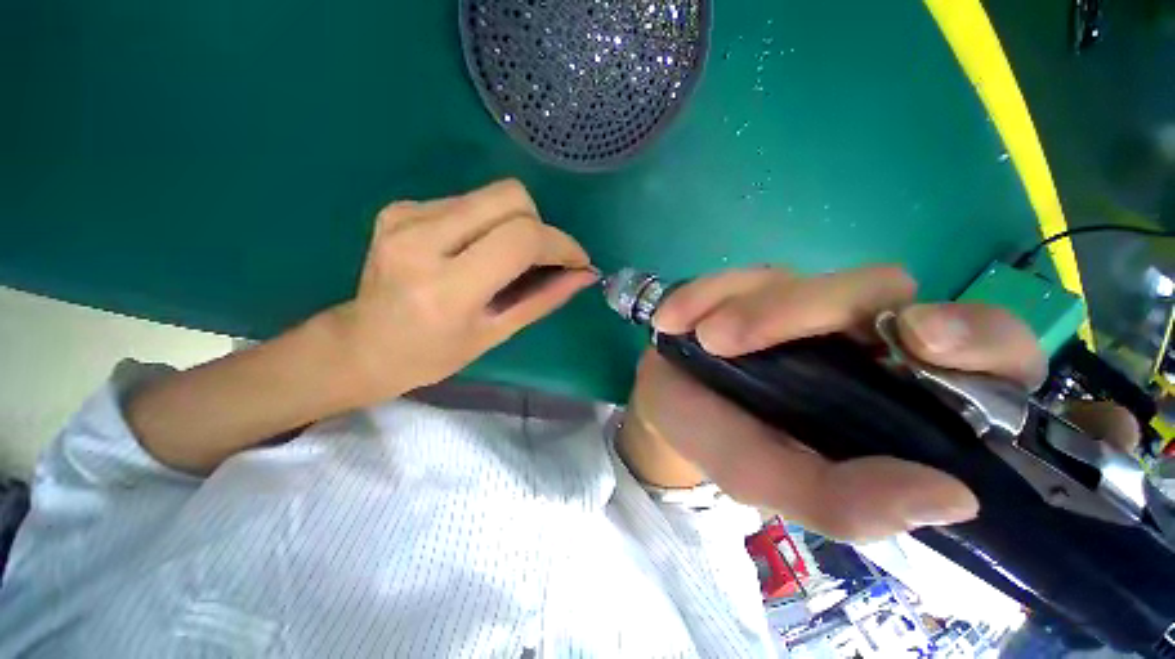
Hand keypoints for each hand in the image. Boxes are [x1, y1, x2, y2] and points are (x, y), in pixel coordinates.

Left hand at [323, 179, 596, 405]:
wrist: (363, 345)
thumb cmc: (434, 354)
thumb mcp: (497, 333)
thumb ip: (545, 299)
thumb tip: (585, 274)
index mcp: (447, 287)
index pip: (520, 239)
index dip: (560, 244)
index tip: (577, 260)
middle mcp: (421, 239)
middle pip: (510, 197)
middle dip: (539, 225)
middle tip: (539, 258)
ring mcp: (405, 216)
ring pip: (492, 195)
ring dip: (514, 225)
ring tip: (504, 260)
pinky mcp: (399, 206)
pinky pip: (468, 201)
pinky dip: (487, 224)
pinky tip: (473, 251)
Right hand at [623, 266, 1137, 541]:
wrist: (669, 403)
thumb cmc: (722, 442)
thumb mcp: (769, 481)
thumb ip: (840, 500)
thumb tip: (953, 499)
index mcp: (890, 391)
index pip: (983, 352)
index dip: (976, 337)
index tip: (922, 342)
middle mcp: (856, 336)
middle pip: (878, 290)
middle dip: (807, 309)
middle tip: (732, 339)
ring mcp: (800, 303)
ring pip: (799, 279)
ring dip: (747, 308)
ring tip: (701, 338)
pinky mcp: (752, 285)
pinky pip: (736, 277)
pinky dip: (703, 294)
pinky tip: (673, 320)